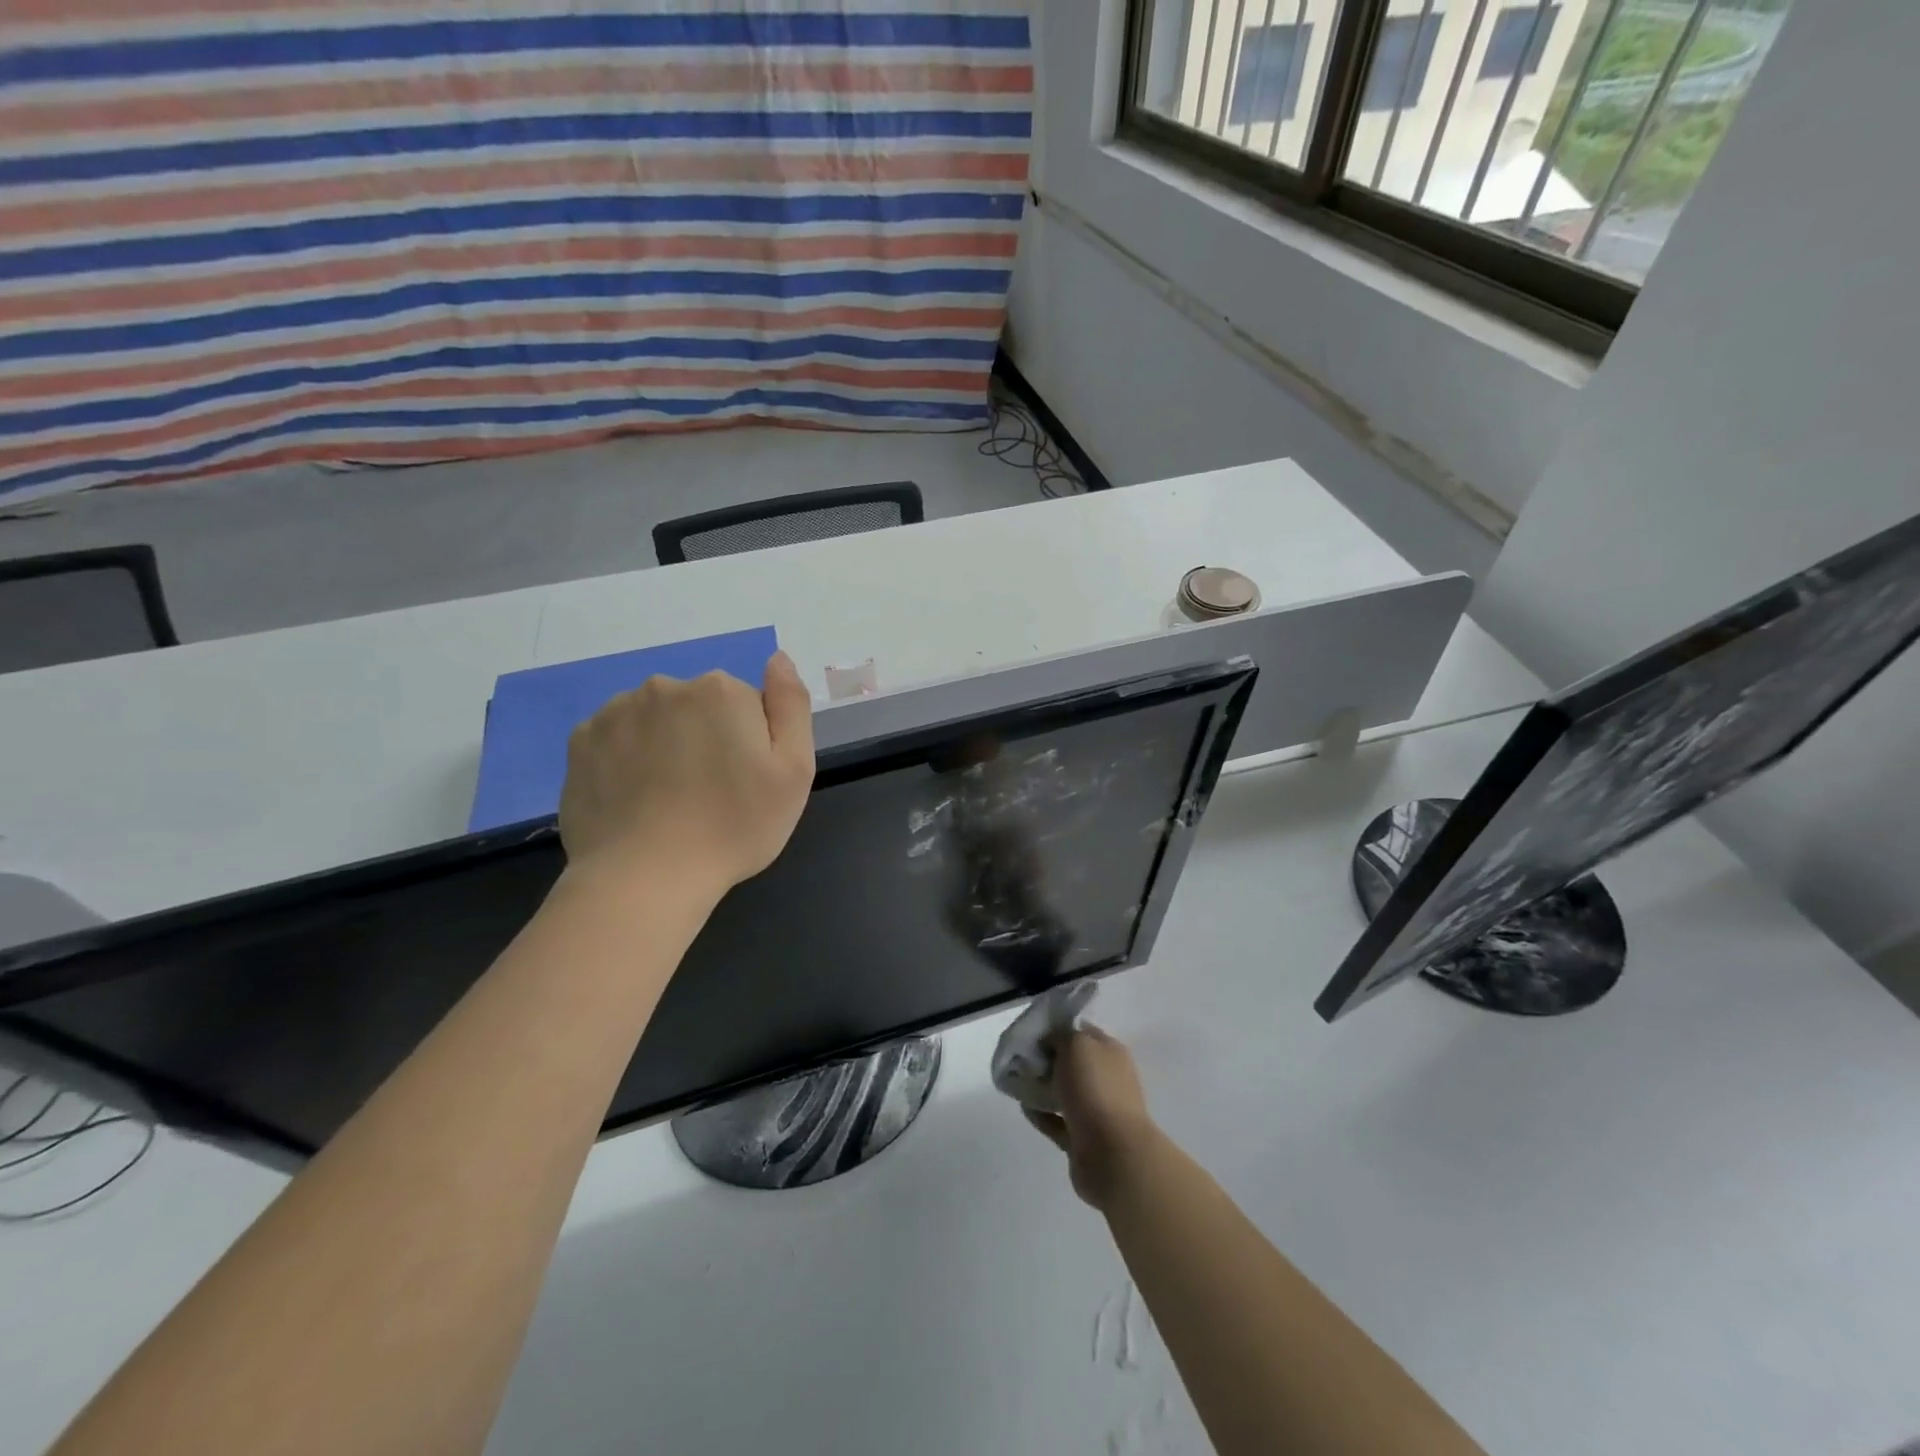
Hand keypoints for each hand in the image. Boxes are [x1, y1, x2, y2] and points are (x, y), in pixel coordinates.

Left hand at [559, 652, 814, 895]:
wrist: (645, 878)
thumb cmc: (734, 827)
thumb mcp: (793, 771)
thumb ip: (791, 705)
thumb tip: (778, 658)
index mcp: (720, 691)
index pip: (747, 705)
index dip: (751, 744)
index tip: (745, 783)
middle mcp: (665, 687)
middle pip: (700, 708)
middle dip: (708, 739)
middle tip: (711, 795)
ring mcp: (616, 712)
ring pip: (656, 721)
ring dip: (666, 746)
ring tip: (669, 801)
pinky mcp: (581, 742)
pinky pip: (617, 740)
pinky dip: (627, 760)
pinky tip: (635, 800)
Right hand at [1024, 1026, 1159, 1211]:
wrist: (1113, 1154)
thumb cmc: (1096, 1089)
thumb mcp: (1077, 1045)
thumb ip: (1061, 1036)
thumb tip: (1051, 1042)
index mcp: (1110, 1052)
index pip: (1082, 1032)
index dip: (1057, 1030)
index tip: (1031, 1033)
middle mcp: (1107, 1079)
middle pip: (1072, 1063)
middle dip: (1047, 1060)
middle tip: (1020, 1059)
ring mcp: (1097, 1111)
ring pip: (1065, 1093)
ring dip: (1042, 1088)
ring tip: (1016, 1082)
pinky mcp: (1083, 1139)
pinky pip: (1058, 1122)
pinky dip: (1042, 1114)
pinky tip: (1024, 1107)